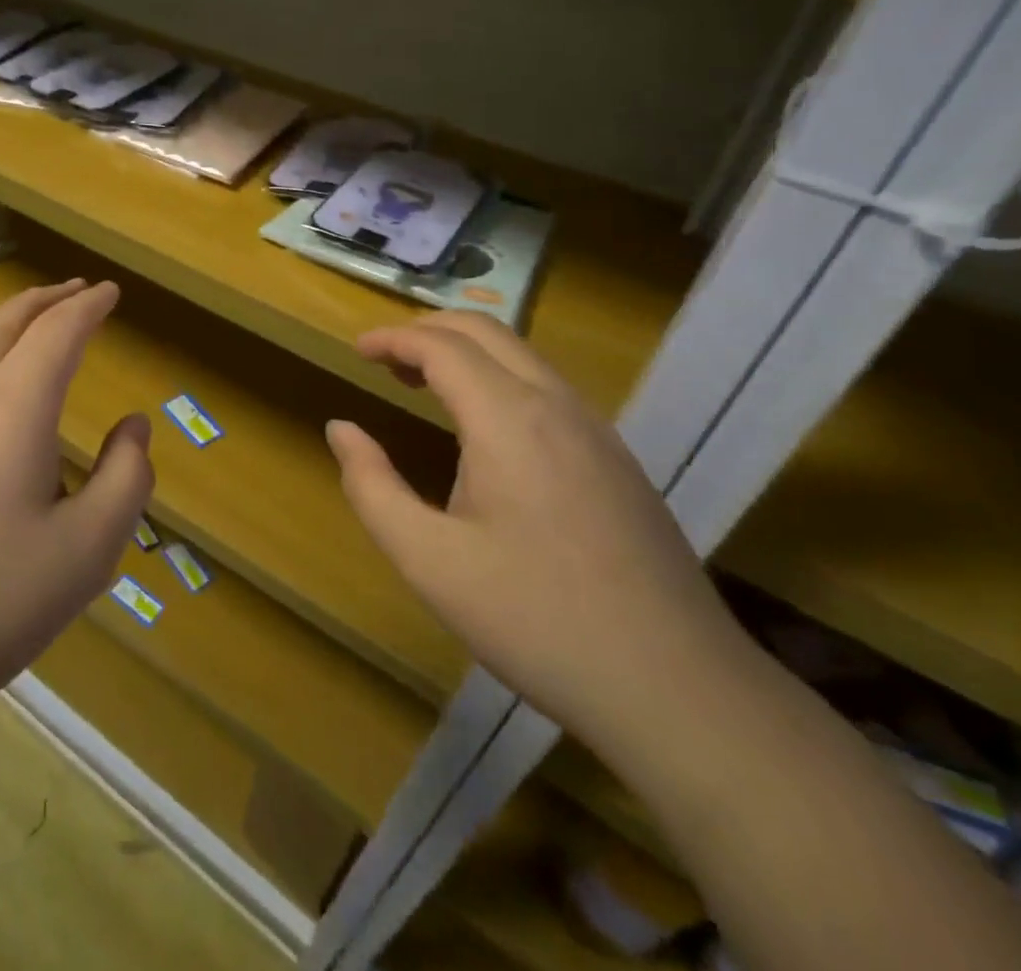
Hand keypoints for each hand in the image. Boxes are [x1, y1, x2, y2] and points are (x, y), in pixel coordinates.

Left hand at [0, 280, 153, 723]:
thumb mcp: (88, 551)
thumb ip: (126, 479)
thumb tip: (133, 428)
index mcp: (12, 407)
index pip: (57, 332)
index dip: (88, 307)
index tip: (110, 293)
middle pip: (5, 320)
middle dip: (46, 299)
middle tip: (77, 291)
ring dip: (5, 315)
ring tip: (30, 316)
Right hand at [327, 314, 748, 752]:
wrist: (678, 689)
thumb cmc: (536, 619)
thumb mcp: (428, 560)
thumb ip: (372, 487)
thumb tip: (342, 429)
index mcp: (508, 418)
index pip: (441, 346)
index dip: (393, 338)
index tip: (357, 351)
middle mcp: (557, 405)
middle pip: (485, 332)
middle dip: (428, 331)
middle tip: (385, 361)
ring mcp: (597, 430)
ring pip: (522, 356)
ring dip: (466, 353)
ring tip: (424, 386)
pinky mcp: (618, 460)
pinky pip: (548, 389)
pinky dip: (500, 379)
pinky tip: (485, 430)